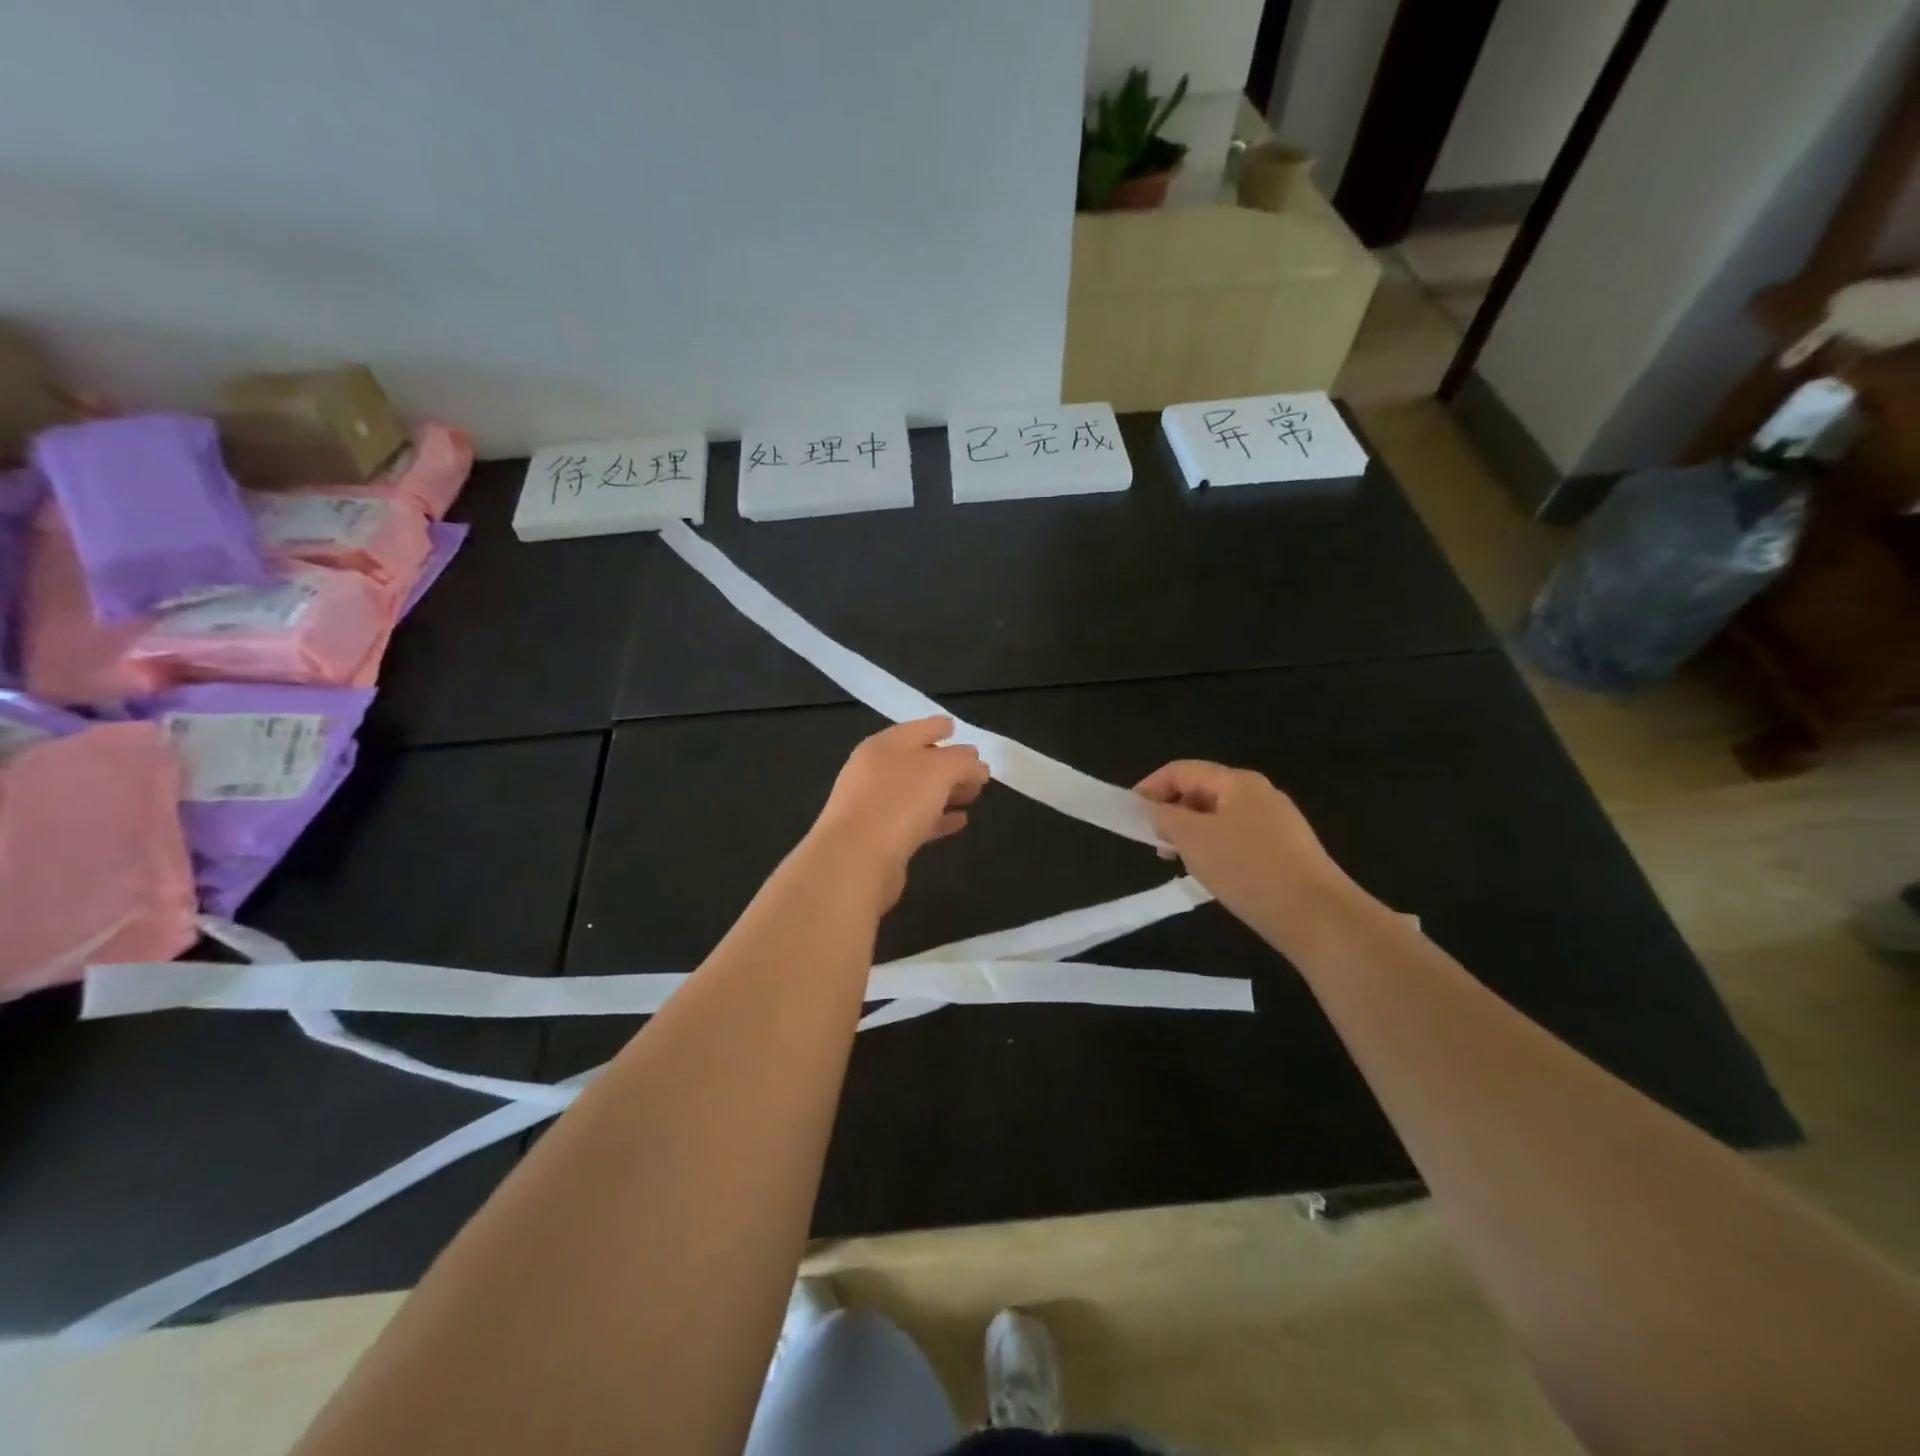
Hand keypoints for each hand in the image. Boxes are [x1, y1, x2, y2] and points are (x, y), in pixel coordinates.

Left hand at [807, 717, 989, 908]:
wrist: (855, 861)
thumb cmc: (897, 803)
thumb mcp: (939, 771)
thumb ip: (962, 762)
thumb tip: (976, 763)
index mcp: (883, 747)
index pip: (916, 729)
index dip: (937, 726)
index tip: (955, 727)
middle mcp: (875, 772)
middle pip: (917, 761)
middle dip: (948, 764)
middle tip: (977, 772)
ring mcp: (874, 806)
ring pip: (917, 792)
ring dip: (945, 792)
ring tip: (973, 796)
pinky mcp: (880, 839)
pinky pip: (915, 821)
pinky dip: (937, 818)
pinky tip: (959, 822)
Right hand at [1134, 761, 1357, 937]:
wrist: (1317, 916)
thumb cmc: (1247, 869)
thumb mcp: (1193, 839)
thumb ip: (1165, 816)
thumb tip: (1153, 807)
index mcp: (1237, 782)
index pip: (1182, 770)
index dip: (1151, 787)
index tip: (1130, 815)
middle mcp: (1259, 793)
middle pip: (1202, 791)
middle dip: (1172, 813)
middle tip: (1155, 844)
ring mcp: (1277, 822)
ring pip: (1219, 817)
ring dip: (1192, 834)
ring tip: (1181, 863)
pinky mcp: (1287, 850)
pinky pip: (1239, 838)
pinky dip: (1216, 849)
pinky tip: (1213, 876)